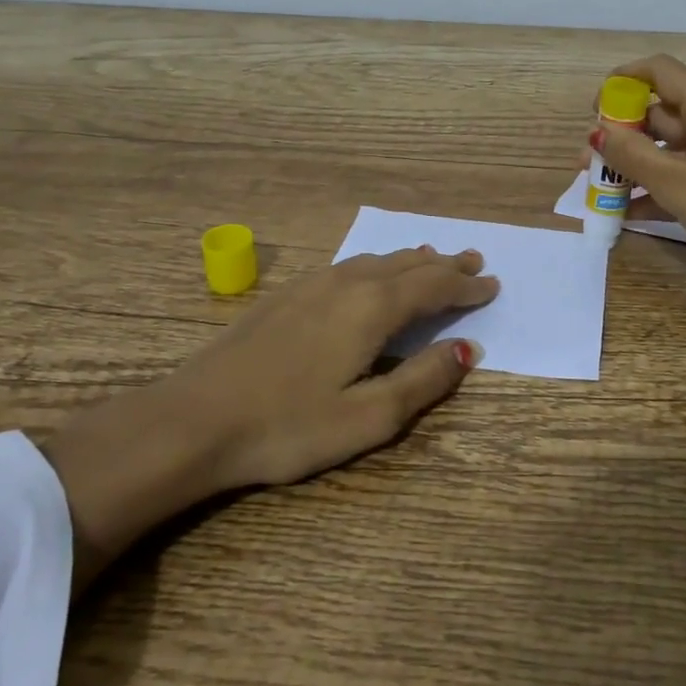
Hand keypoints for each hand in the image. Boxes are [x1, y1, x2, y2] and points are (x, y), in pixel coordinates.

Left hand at [43, 247, 496, 587]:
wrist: (193, 419)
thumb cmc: (287, 426)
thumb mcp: (368, 417)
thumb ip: (423, 380)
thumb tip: (468, 349)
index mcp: (372, 308)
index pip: (433, 287)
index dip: (465, 286)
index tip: (492, 286)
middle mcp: (346, 284)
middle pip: (407, 264)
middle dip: (443, 264)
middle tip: (473, 262)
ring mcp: (311, 285)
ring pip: (375, 261)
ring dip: (410, 260)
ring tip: (431, 259)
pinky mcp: (285, 295)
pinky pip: (348, 266)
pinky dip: (377, 265)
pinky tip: (369, 275)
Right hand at [588, 54, 685, 342]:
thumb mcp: (681, 186)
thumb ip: (633, 157)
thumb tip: (595, 132)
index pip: (658, 71)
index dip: (620, 83)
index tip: (592, 112)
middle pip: (660, 111)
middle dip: (620, 135)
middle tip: (587, 165)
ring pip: (670, 145)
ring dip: (635, 164)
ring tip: (601, 192)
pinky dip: (660, 184)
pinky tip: (632, 213)